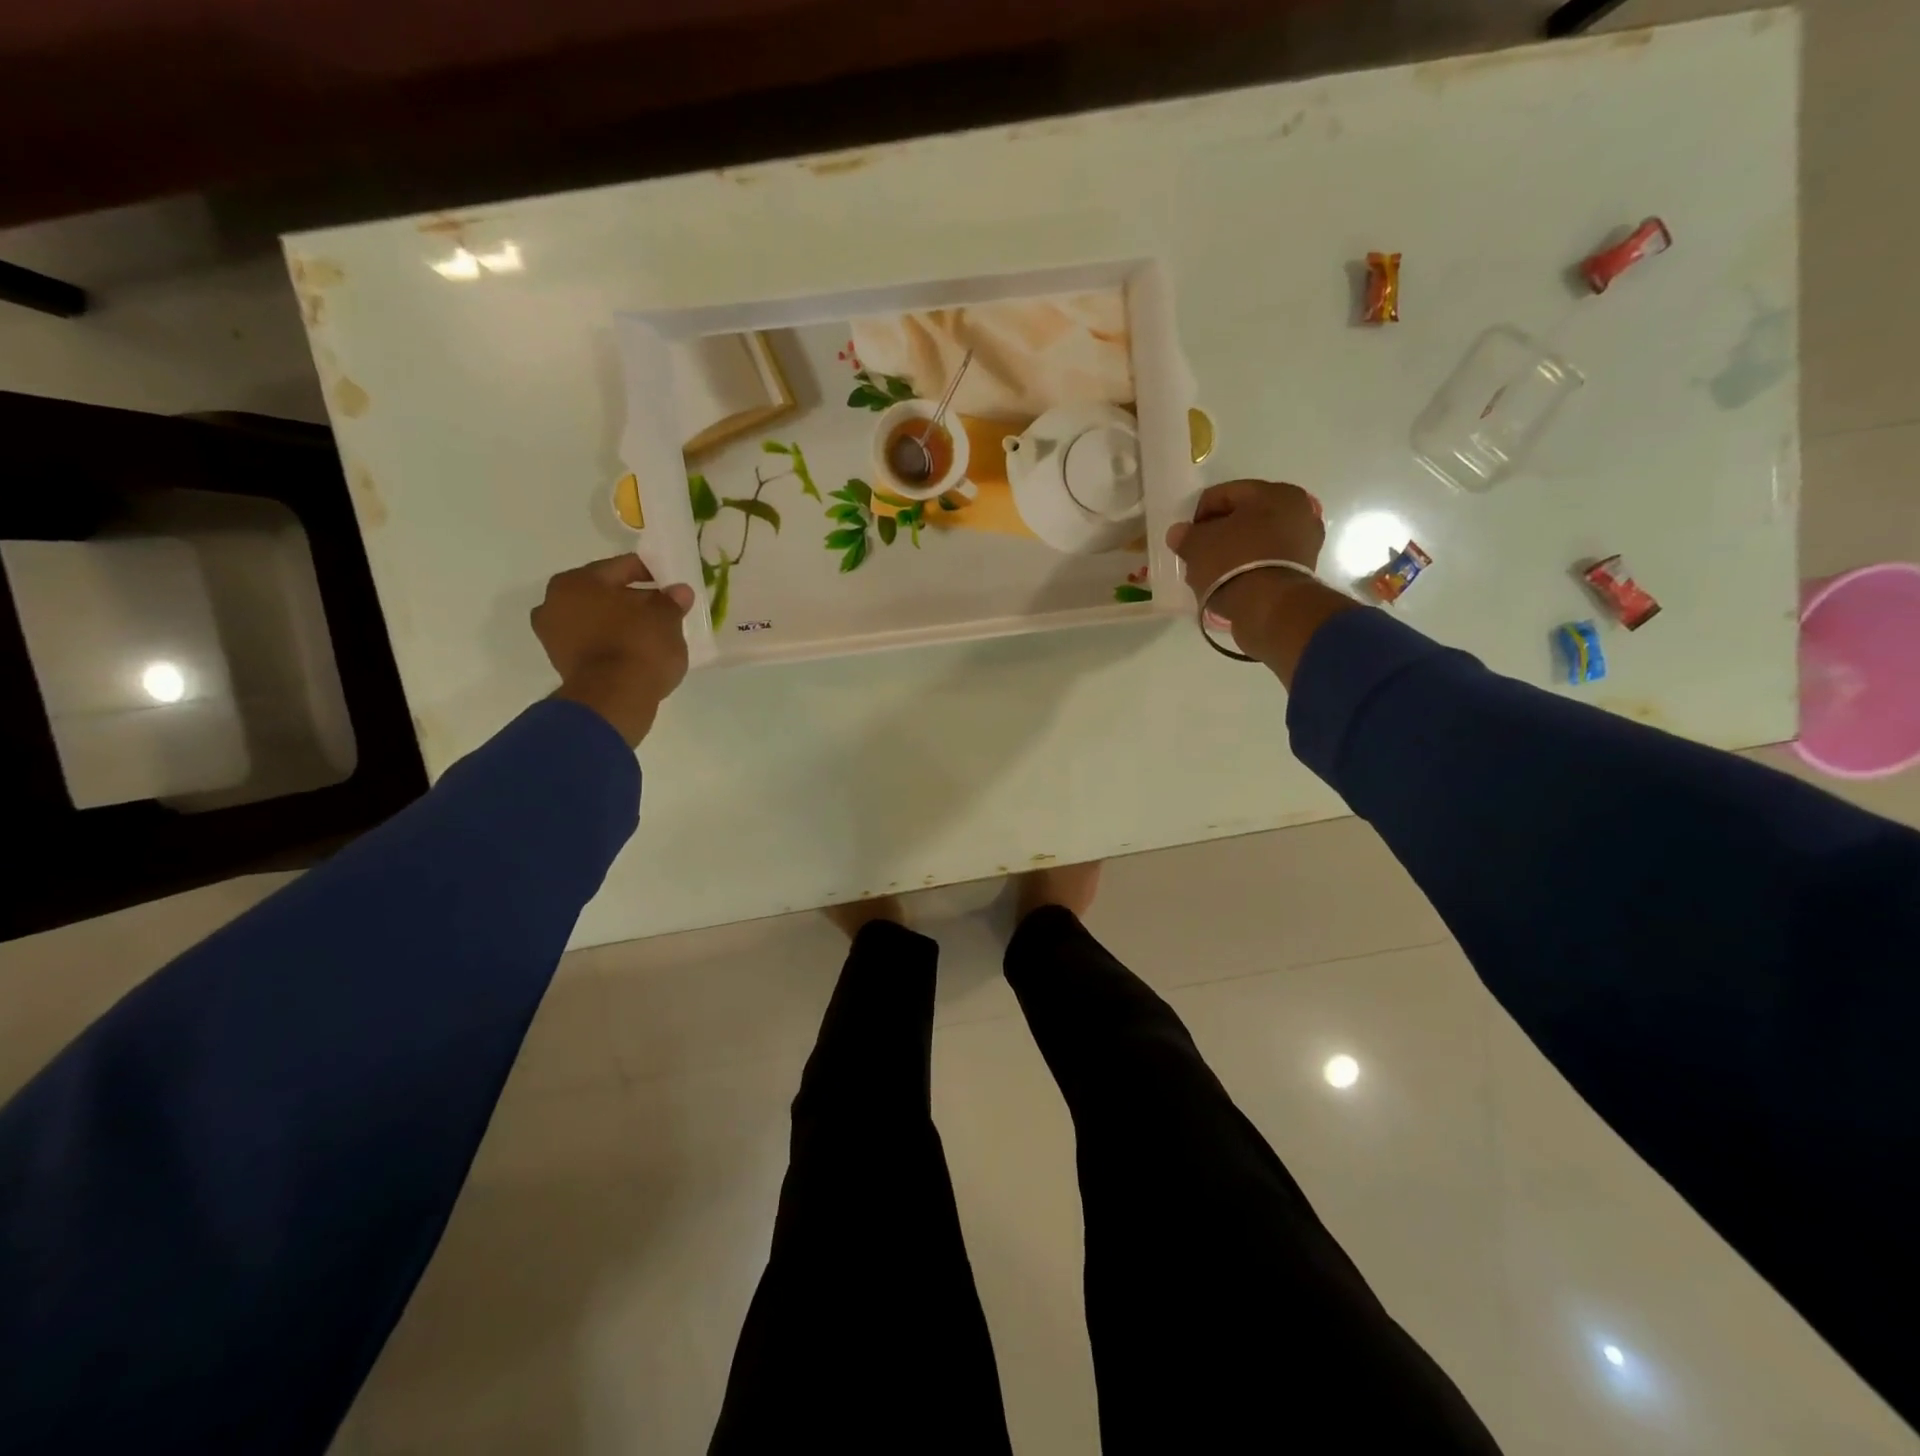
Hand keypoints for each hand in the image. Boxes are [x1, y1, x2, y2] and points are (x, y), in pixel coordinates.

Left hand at [532, 554, 695, 746]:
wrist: (614, 699)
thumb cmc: (638, 646)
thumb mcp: (666, 619)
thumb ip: (671, 601)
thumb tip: (679, 592)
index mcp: (577, 581)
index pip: (621, 567)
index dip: (651, 572)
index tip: (671, 582)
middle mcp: (555, 602)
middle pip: (604, 593)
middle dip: (633, 599)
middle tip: (663, 609)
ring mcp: (554, 635)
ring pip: (597, 619)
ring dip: (621, 622)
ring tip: (652, 632)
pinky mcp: (562, 664)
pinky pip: (594, 643)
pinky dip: (613, 643)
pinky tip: (637, 650)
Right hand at [1166, 480, 1326, 659]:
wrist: (1269, 608)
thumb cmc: (1232, 563)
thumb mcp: (1197, 546)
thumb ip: (1186, 535)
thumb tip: (1179, 533)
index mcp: (1274, 492)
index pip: (1224, 494)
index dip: (1198, 514)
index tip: (1186, 537)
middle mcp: (1297, 510)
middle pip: (1244, 517)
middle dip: (1218, 533)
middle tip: (1197, 553)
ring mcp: (1304, 542)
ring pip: (1256, 540)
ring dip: (1232, 552)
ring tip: (1210, 572)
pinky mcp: (1303, 570)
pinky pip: (1266, 561)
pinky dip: (1247, 567)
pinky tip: (1228, 582)